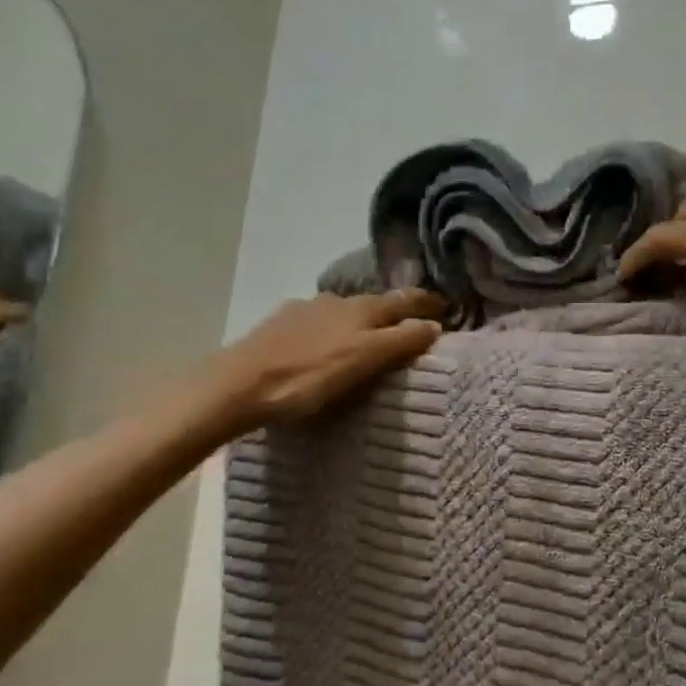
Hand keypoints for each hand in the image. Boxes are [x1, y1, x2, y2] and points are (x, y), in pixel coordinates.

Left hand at [214, 289, 444, 428]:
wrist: (238, 385)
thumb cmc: (308, 377)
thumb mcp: (363, 360)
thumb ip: (401, 341)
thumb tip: (435, 325)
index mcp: (361, 309)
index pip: (404, 301)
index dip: (426, 304)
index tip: (447, 307)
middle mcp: (336, 301)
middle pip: (375, 303)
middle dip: (396, 311)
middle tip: (412, 322)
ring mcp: (304, 310)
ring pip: (345, 311)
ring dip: (362, 320)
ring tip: (369, 337)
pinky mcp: (280, 326)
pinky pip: (318, 323)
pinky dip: (333, 330)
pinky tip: (325, 343)